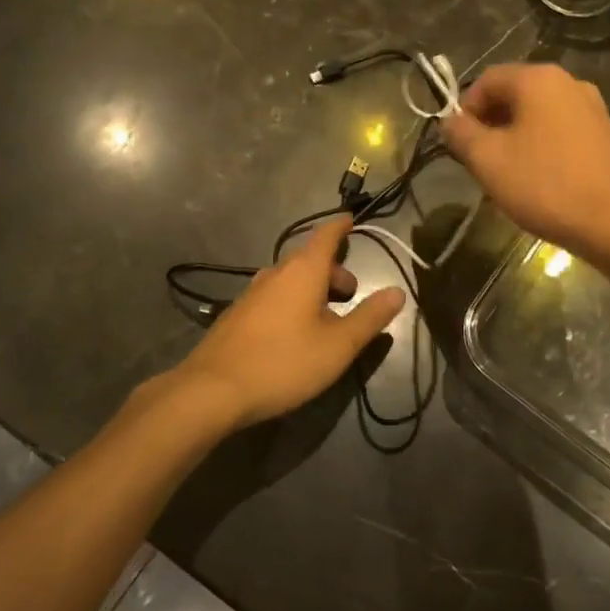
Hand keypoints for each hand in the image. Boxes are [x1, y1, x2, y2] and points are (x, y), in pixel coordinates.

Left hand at [167, 215, 404, 431]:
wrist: (213, 390)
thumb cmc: (284, 362)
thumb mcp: (339, 345)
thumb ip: (370, 317)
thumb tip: (397, 292)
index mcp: (302, 271)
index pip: (326, 235)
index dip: (341, 226)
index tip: (352, 219)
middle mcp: (274, 273)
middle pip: (309, 258)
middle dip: (333, 269)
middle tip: (351, 294)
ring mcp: (251, 293)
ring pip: (289, 279)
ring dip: (312, 288)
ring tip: (326, 318)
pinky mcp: (236, 315)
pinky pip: (273, 296)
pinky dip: (291, 302)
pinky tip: (294, 334)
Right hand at [441, 63, 609, 264]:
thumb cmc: (544, 185)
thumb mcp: (487, 160)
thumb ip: (461, 134)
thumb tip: (450, 121)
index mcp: (539, 79)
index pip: (486, 80)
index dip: (464, 109)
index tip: (459, 144)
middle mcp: (569, 83)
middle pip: (515, 95)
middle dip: (490, 124)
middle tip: (479, 161)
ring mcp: (594, 108)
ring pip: (538, 115)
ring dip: (515, 138)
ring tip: (508, 175)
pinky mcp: (607, 135)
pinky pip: (562, 132)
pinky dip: (543, 147)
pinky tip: (541, 181)